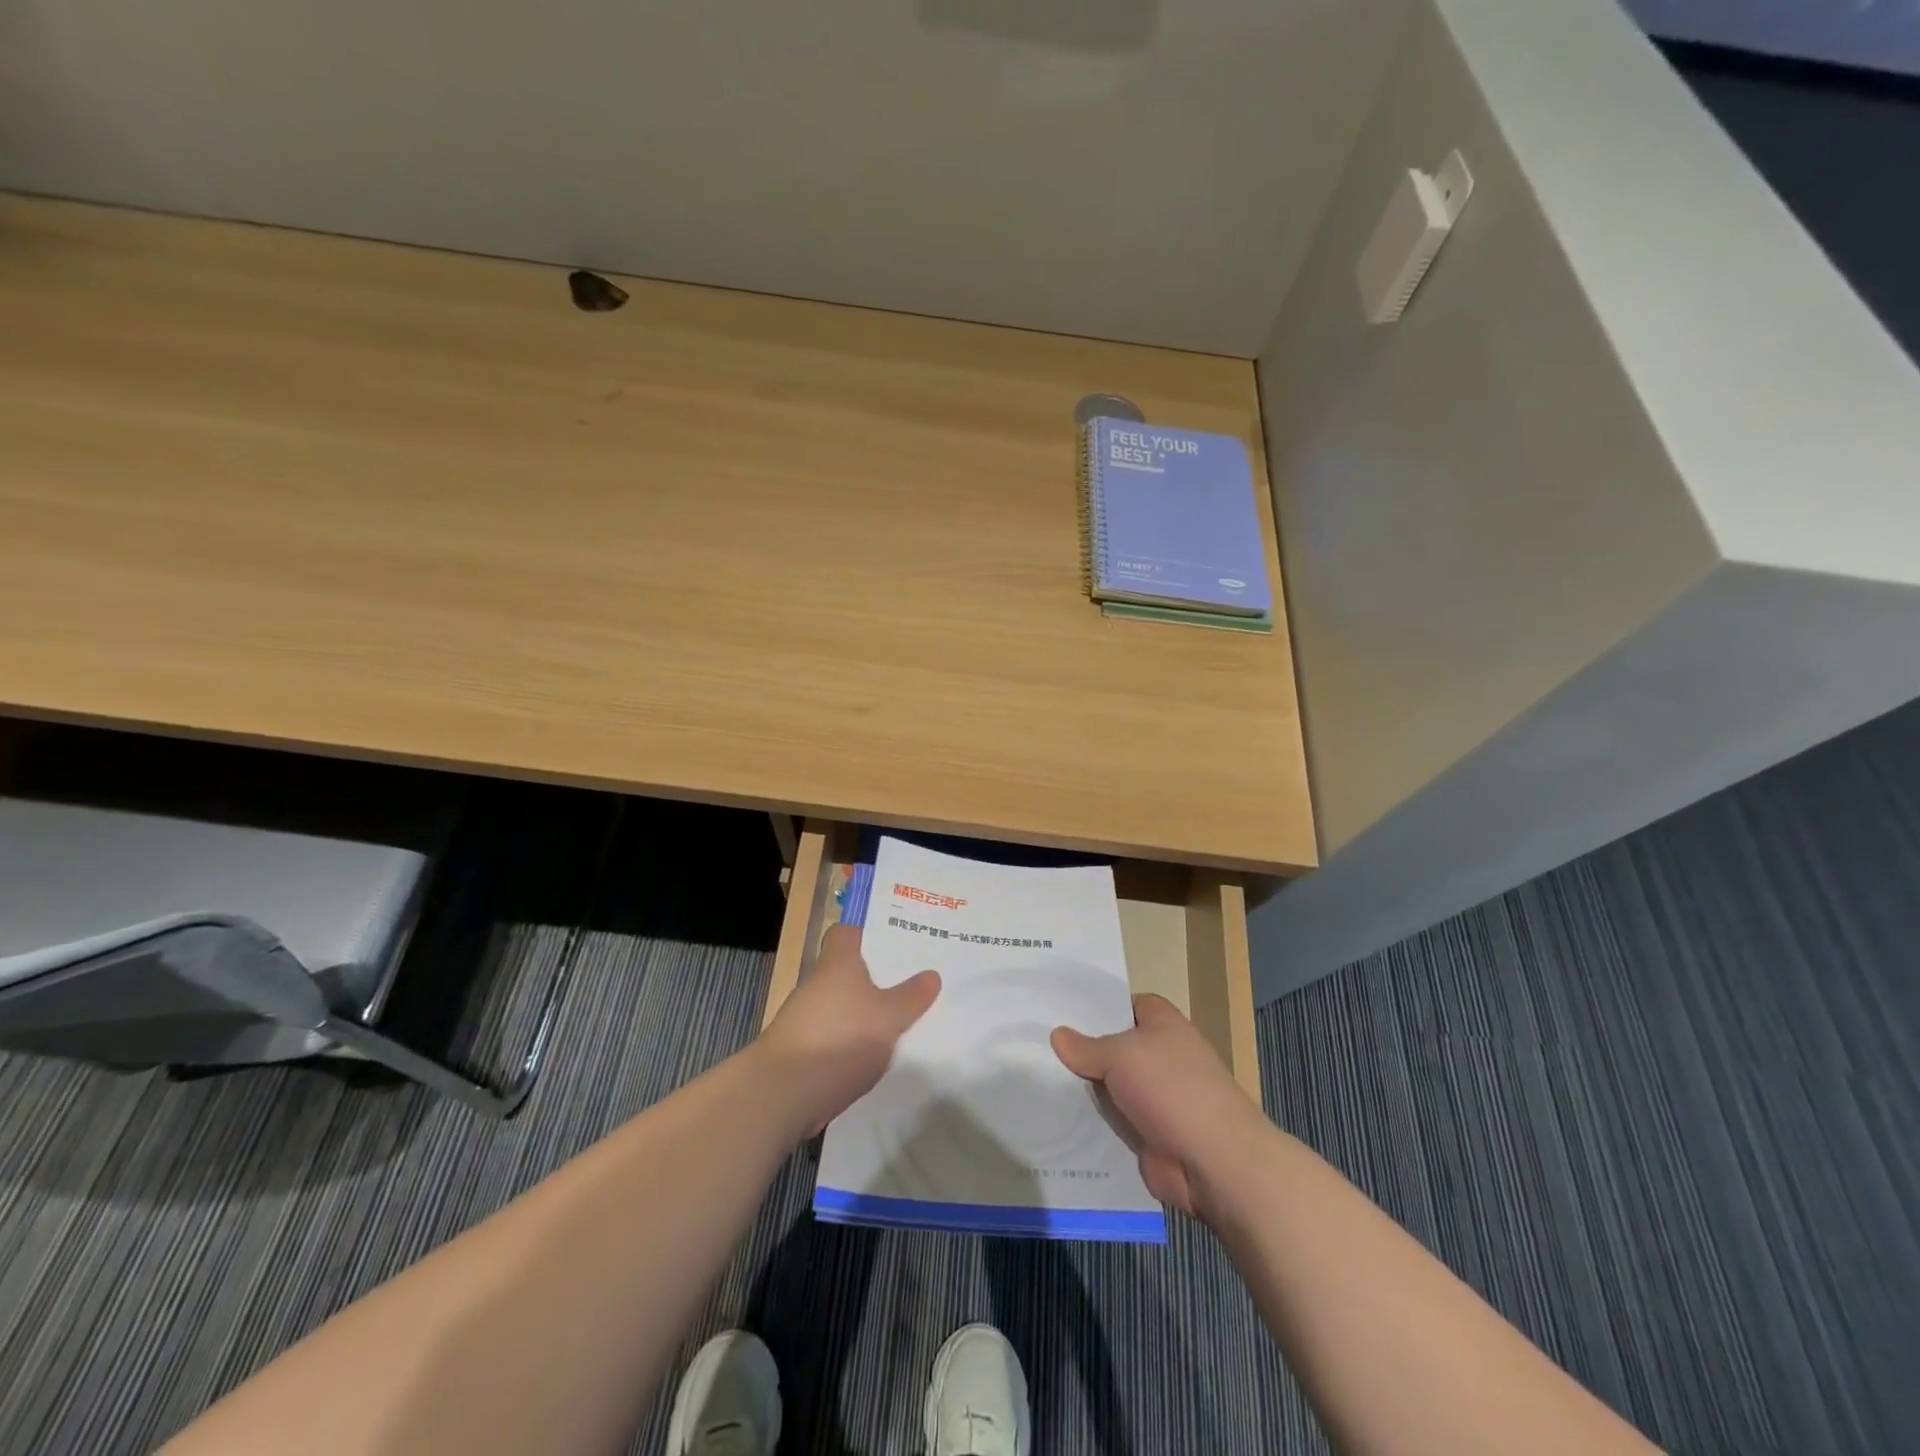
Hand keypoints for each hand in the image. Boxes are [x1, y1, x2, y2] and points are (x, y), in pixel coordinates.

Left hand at [756, 925, 940, 1137]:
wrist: (783, 1093)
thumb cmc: (839, 1039)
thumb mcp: (888, 1017)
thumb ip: (911, 997)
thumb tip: (932, 974)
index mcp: (837, 963)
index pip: (847, 933)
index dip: (869, 934)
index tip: (898, 942)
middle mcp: (819, 984)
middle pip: (850, 971)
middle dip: (879, 977)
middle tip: (915, 982)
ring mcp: (807, 1019)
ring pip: (845, 1006)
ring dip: (868, 1013)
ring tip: (905, 1020)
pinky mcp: (804, 1052)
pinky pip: (838, 1036)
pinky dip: (855, 1042)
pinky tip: (879, 1056)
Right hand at [1052, 994, 1269, 1221]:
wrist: (1214, 1161)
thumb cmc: (1171, 1088)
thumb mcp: (1121, 1055)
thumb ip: (1087, 1047)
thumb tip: (1057, 1034)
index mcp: (1163, 1024)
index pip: (1126, 1004)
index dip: (1098, 1006)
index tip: (1061, 1009)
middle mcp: (1161, 1056)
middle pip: (1114, 1047)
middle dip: (1082, 1049)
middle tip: (1035, 1044)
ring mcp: (1156, 1098)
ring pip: (1110, 1086)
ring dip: (1084, 1090)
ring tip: (1035, 1079)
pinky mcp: (1149, 1134)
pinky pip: (1113, 1122)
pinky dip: (1092, 1123)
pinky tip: (1054, 1118)